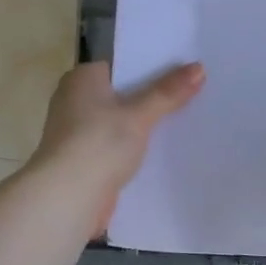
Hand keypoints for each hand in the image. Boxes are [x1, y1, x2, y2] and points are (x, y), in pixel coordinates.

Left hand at [32, 61, 205, 233]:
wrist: (67, 198)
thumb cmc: (99, 144)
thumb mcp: (139, 115)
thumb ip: (168, 92)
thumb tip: (199, 67)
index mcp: (81, 79)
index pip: (122, 66)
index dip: (152, 67)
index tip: (183, 70)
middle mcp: (74, 100)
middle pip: (123, 94)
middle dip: (152, 98)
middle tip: (193, 94)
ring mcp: (77, 132)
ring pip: (121, 122)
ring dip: (144, 126)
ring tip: (185, 121)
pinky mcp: (84, 160)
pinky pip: (117, 146)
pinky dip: (135, 148)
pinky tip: (163, 152)